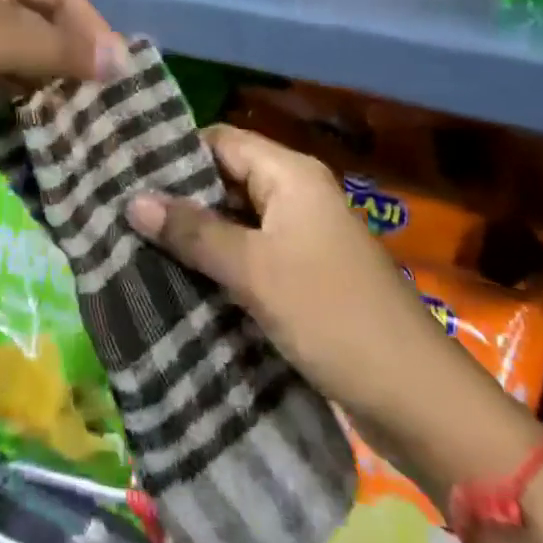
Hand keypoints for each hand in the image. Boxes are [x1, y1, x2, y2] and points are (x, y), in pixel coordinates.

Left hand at [0, 0, 128, 121]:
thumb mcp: (5, 42)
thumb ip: (63, 51)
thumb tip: (122, 60)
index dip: (93, 32)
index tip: (114, 75)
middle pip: (40, 14)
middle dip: (64, 54)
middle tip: (88, 97)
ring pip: (12, 37)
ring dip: (36, 70)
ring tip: (61, 108)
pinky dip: (5, 75)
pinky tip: (19, 106)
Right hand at [124, 125, 488, 439]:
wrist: (419, 402)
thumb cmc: (333, 316)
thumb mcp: (254, 270)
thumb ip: (193, 231)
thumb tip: (132, 200)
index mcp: (290, 174)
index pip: (220, 140)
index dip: (175, 151)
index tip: (125, 169)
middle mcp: (296, 194)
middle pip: (226, 177)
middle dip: (179, 195)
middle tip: (122, 209)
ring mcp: (303, 236)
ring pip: (236, 218)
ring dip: (196, 231)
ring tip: (137, 241)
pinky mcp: (304, 275)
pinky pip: (250, 252)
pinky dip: (218, 260)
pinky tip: (179, 276)